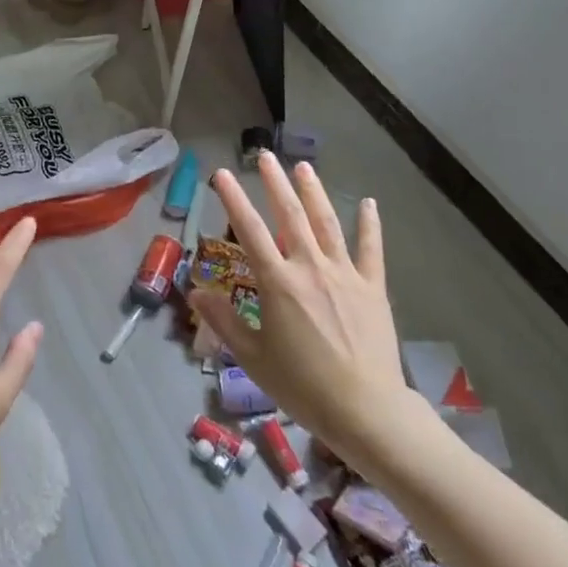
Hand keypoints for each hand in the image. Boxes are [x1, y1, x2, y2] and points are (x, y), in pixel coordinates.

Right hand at [191, 154, 407, 463]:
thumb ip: (224, 321)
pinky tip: (369, 203)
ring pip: (327, 223)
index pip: (249, 230)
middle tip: (266, 156)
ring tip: (304, 167)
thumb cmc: (303, 386)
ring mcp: (344, 274)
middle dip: (276, 183)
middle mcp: (309, 267)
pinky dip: (369, 224)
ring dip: (314, 192)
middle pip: (289, 215)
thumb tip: (195, 291)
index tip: (223, 173)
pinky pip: (371, 249)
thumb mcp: (253, 358)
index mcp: (278, 283)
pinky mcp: (372, 286)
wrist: (366, 410)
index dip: (234, 199)